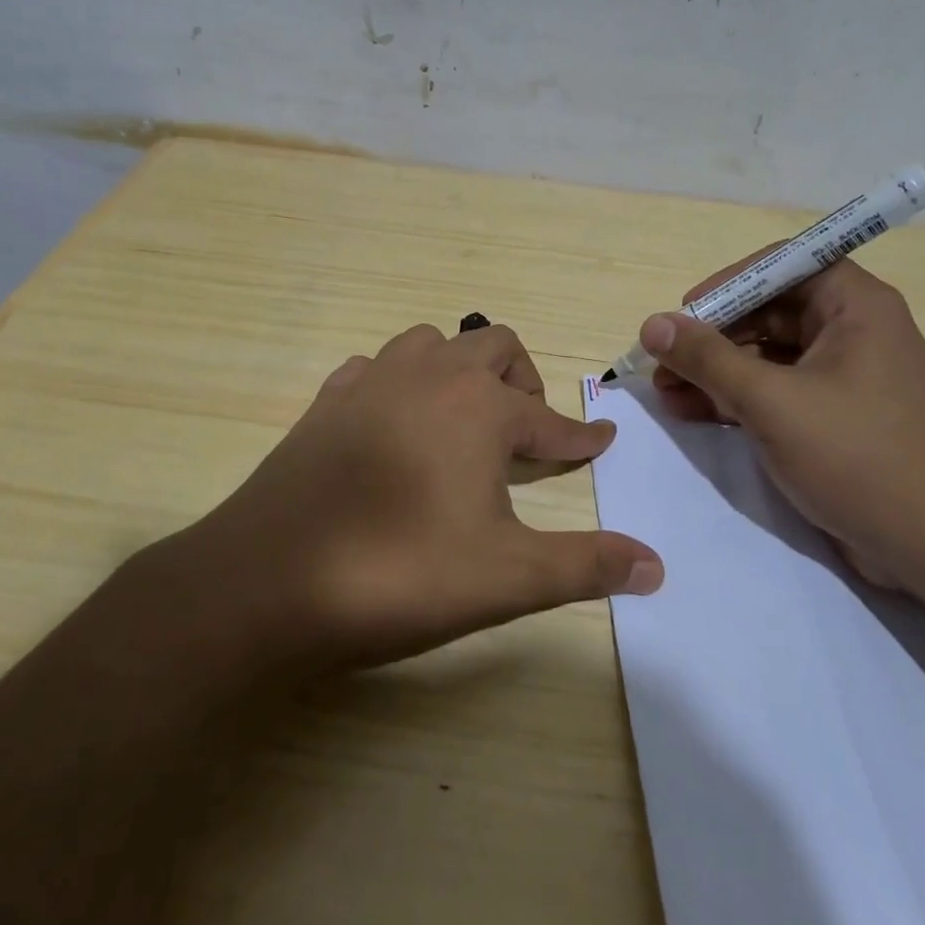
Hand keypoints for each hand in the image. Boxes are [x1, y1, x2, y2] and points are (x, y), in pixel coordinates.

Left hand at [175, 323, 662, 672]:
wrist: (268, 580)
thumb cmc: (399, 573)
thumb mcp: (506, 577)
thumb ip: (586, 566)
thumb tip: (657, 567)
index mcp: (480, 407)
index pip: (550, 421)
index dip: (581, 438)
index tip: (600, 443)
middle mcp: (430, 375)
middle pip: (495, 348)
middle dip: (523, 385)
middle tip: (528, 438)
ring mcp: (371, 380)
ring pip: (433, 345)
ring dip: (461, 373)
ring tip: (465, 425)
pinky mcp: (327, 401)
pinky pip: (377, 368)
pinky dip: (401, 385)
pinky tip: (397, 426)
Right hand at [639, 256, 924, 593]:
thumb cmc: (857, 457)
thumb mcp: (771, 402)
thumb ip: (708, 359)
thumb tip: (652, 324)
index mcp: (856, 307)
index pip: (782, 266)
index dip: (727, 284)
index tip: (683, 313)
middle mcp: (854, 331)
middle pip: (769, 312)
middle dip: (712, 337)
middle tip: (662, 363)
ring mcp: (846, 377)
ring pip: (768, 356)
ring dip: (716, 371)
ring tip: (666, 393)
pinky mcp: (836, 417)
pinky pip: (778, 391)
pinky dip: (737, 399)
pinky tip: (693, 413)